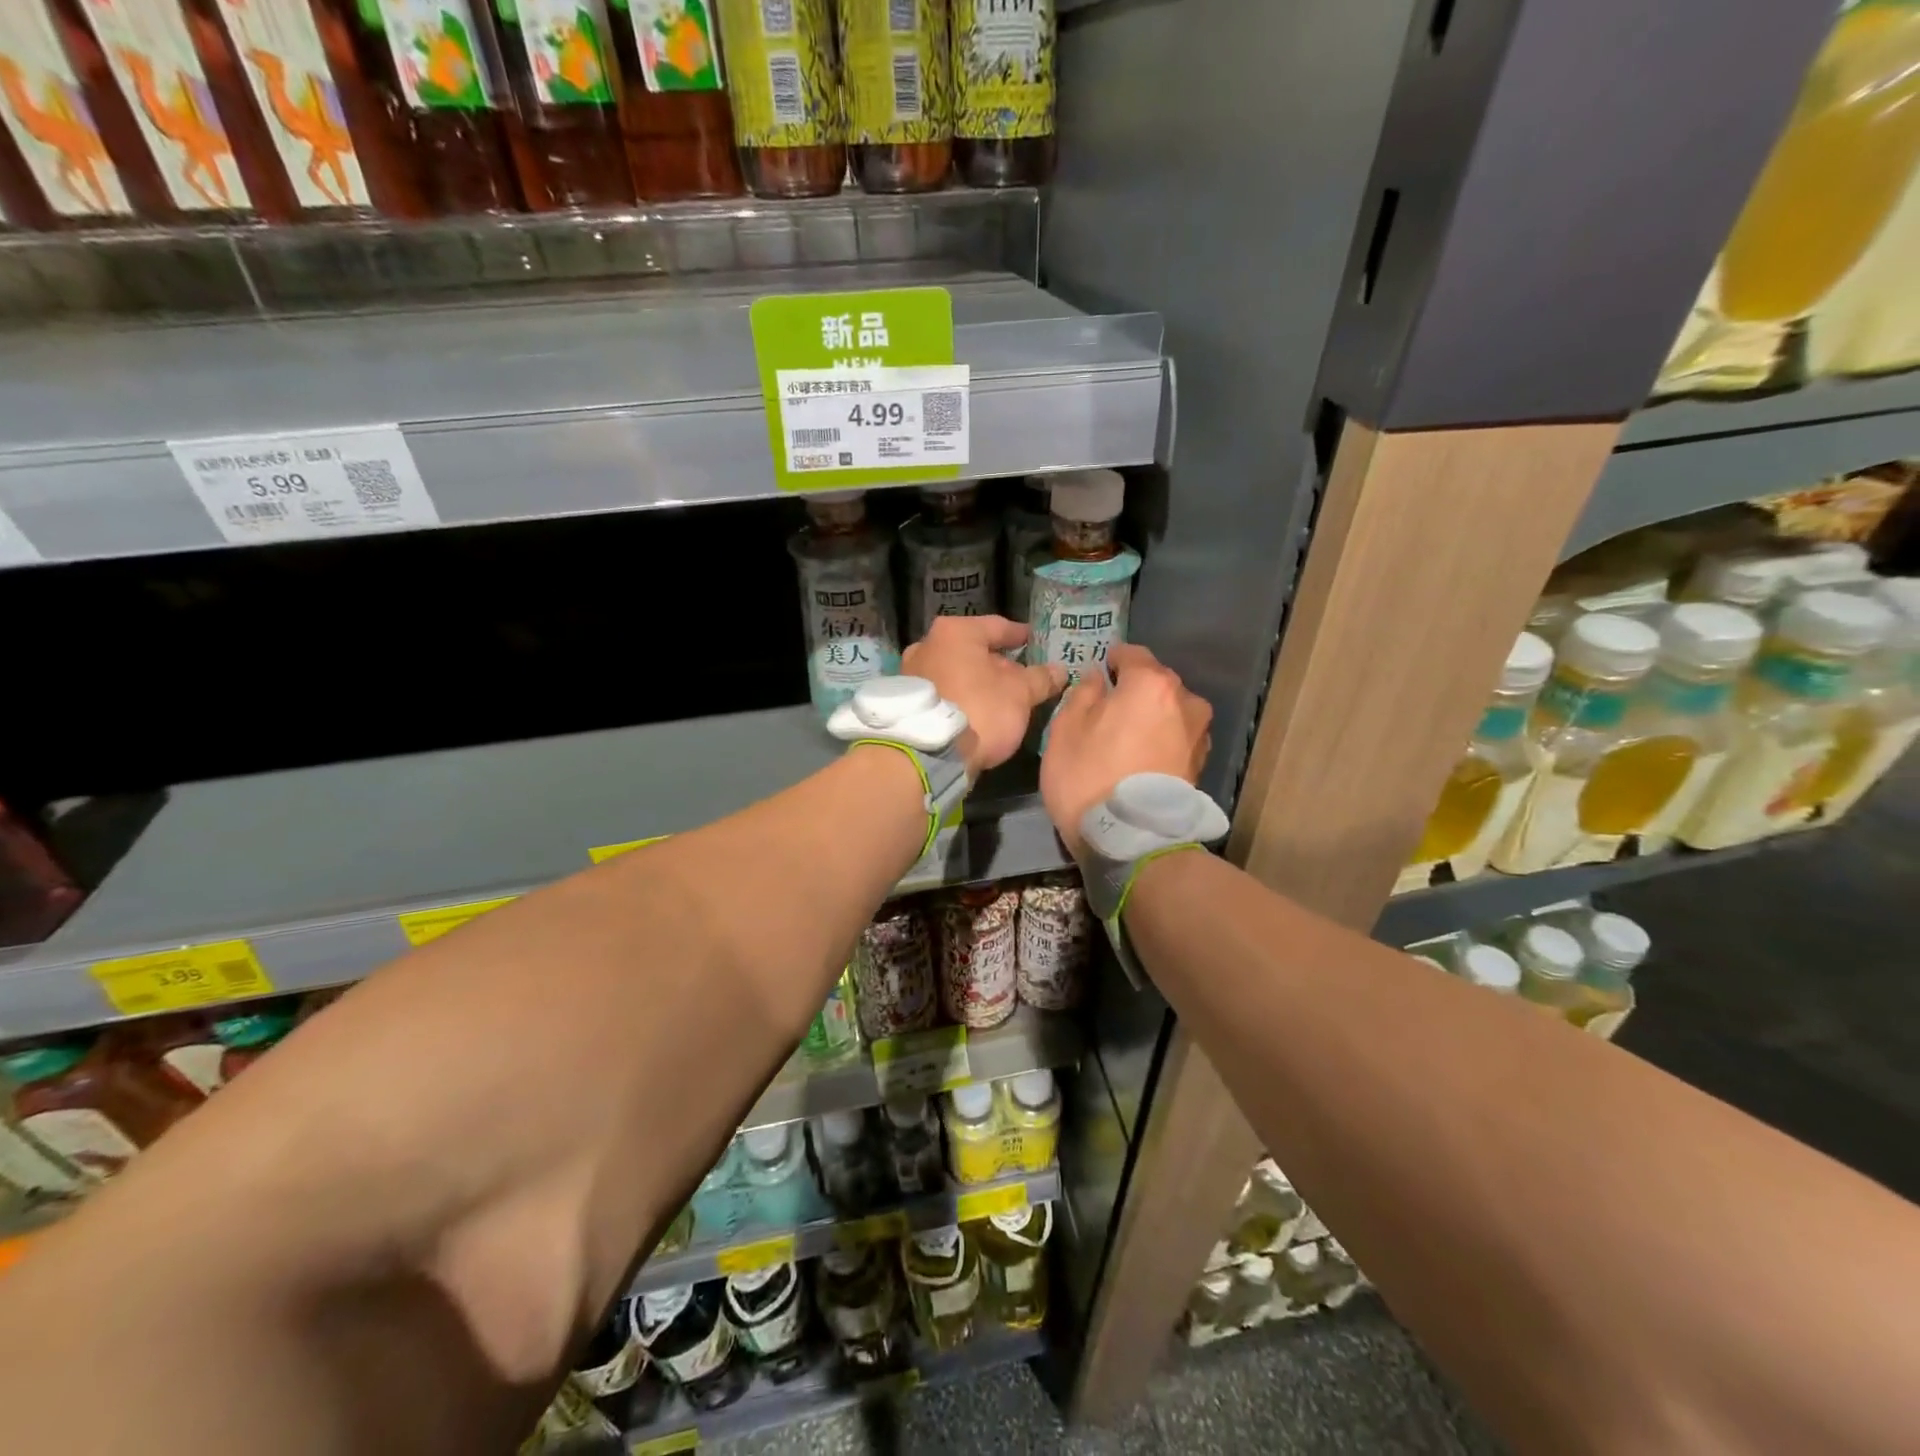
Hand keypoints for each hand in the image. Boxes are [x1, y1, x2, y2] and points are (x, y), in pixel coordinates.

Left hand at [902, 616, 1065, 776]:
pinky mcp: (907, 703)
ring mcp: (911, 674)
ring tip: (1001, 698)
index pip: (997, 626)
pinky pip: (943, 692)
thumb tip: (1059, 670)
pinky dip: (961, 697)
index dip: (1020, 635)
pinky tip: (977, 712)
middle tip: (1021, 677)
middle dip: (998, 663)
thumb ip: (1040, 678)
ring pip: (956, 672)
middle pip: (973, 650)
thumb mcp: (1020, 694)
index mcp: (955, 632)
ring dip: (978, 682)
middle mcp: (927, 645)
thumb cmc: (979, 710)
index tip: (1035, 642)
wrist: (928, 754)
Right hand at [1041, 644, 1212, 856]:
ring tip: (1125, 740)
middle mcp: (1184, 701)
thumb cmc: (1088, 776)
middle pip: (1155, 683)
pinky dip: (1162, 742)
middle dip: (1133, 691)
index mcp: (1151, 684)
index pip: (1132, 654)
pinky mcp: (1201, 765)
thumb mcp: (1066, 730)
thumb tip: (1097, 678)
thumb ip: (1082, 694)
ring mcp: (1199, 734)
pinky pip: (1177, 739)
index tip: (1098, 673)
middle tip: (1107, 710)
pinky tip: (1141, 761)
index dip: (1112, 660)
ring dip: (1151, 718)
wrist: (1130, 840)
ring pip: (1170, 712)